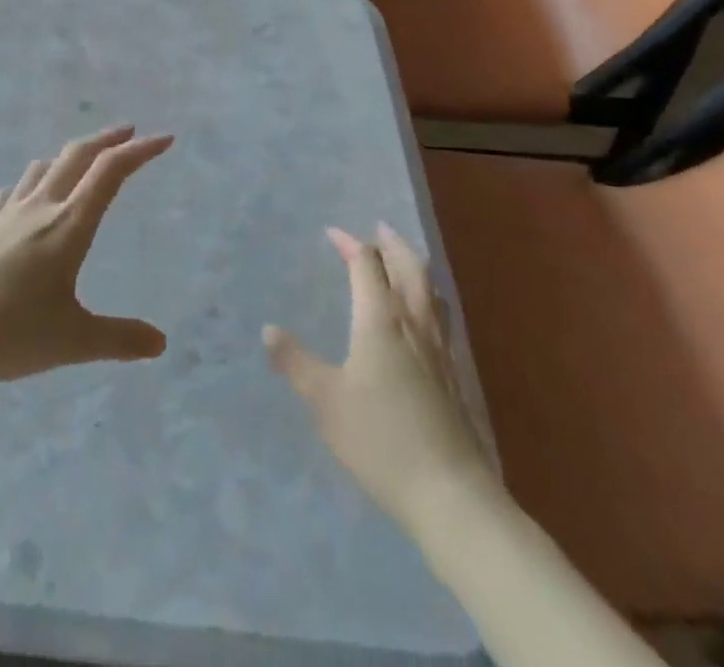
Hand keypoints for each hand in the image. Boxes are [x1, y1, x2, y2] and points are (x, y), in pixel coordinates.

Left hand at [0, 126, 171, 384]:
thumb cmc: (10, 332)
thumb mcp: (74, 341)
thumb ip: (119, 339)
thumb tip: (161, 343)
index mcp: (69, 225)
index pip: (111, 172)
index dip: (140, 151)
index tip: (164, 139)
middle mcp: (39, 207)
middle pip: (77, 156)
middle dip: (106, 140)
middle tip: (127, 133)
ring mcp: (5, 214)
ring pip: (40, 170)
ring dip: (66, 159)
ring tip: (78, 163)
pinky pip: (8, 194)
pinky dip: (26, 186)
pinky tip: (20, 197)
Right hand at [264, 224, 491, 527]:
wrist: (451, 495)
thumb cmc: (380, 440)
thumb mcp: (324, 401)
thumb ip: (295, 362)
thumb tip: (268, 329)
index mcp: (380, 320)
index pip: (366, 265)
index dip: (349, 244)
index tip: (332, 233)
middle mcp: (414, 324)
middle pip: (408, 267)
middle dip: (391, 243)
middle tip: (378, 228)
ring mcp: (440, 349)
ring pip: (430, 291)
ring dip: (414, 266)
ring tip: (403, 260)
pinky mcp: (455, 375)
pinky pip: (440, 316)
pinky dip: (428, 296)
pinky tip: (423, 317)